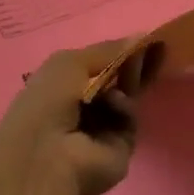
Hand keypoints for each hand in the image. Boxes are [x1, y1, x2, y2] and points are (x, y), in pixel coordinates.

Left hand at [0, 40, 161, 194]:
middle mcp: (81, 108)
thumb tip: (142, 37)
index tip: (141, 41)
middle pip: (117, 81)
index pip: (97, 66)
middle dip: (130, 66)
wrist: (47, 157)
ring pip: (127, 98)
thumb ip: (107, 49)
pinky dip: (125, 109)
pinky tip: (115, 106)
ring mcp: (101, 129)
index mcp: (61, 87)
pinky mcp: (120, 147)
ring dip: (127, 85)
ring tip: (122, 81)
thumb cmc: (48, 102)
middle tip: (146, 53)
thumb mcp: (70, 63)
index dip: (117, 53)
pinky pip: (130, 119)